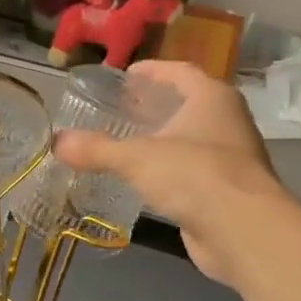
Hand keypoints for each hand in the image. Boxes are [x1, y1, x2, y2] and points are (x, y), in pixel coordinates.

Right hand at [54, 59, 288, 288]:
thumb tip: (57, 142)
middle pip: (188, 103)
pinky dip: (169, 168)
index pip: (180, 71)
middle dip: (155, 104)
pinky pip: (192, 169)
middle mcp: (227, 121)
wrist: (242, 230)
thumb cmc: (193, 175)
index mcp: (212, 98)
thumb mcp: (136, 158)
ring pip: (191, 138)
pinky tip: (145, 178)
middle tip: (121, 108)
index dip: (152, 71)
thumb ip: (96, 149)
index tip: (126, 75)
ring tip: (127, 141)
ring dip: (163, 138)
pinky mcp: (227, 189)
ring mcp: (231, 156)